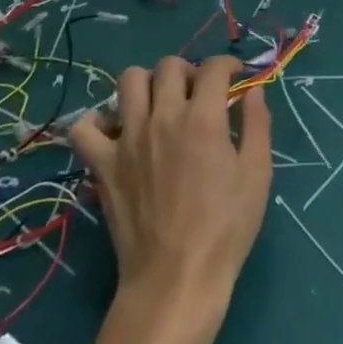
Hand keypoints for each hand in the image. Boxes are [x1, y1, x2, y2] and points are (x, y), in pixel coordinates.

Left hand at [68, 56, 271, 331]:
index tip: (236, 78)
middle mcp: (163, 118)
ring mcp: (128, 139)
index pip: (214, 67)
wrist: (176, 278)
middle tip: (200, 94)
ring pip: (128, 81)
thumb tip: (252, 91)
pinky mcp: (103, 165)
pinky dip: (98, 121)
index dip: (229, 65)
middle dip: (190, 70)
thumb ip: (257, 124)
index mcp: (203, 118)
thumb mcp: (257, 173)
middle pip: (169, 65)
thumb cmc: (226, 227)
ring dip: (148, 84)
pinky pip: (84, 128)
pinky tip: (117, 130)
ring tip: (161, 104)